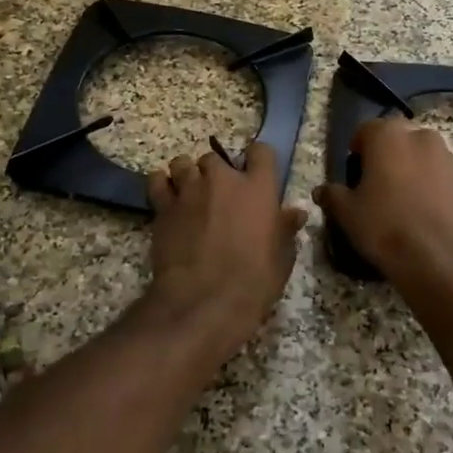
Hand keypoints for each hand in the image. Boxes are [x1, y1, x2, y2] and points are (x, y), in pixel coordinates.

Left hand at [146, 141, 306, 366]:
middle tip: (218, 197)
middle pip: (215, 158)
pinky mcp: (163, 206)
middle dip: (216, 173)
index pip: (261, 151)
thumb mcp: (281, 258)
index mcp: (258, 188)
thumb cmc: (253, 281)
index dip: (257, 160)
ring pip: (183, 164)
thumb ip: (286, 229)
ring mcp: (189, 190)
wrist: (204, 300)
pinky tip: (166, 199)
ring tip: (189, 196)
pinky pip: (157, 181)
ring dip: (187, 175)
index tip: (255, 173)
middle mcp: (222, 179)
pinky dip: (161, 185)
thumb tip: (295, 213)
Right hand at [313, 119, 452, 285]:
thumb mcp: (348, 214)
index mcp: (389, 136)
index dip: (358, 150)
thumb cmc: (386, 226)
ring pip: (424, 158)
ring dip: (413, 171)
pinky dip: (433, 189)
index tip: (354, 173)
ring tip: (404, 203)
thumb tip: (321, 191)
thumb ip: (333, 196)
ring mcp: (449, 159)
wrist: (443, 259)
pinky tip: (425, 216)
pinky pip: (442, 179)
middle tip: (378, 186)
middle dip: (388, 157)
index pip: (366, 130)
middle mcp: (422, 137)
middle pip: (399, 140)